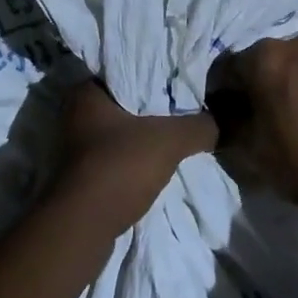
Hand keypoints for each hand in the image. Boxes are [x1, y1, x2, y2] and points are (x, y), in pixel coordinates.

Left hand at [57, 81, 216, 228]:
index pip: (126, 69)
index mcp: (86, 93)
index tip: (181, 76)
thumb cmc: (120, 166)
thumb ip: (199, 126)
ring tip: (179, 130)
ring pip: (121, 131)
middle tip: (187, 103)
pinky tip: (161, 160)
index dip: (155, 72)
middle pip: (125, 102)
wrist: (84, 228)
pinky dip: (137, 157)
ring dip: (145, 134)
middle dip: (153, 105)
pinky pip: (118, 155)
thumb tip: (221, 122)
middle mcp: (75, 115)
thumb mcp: (170, 140)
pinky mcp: (83, 175)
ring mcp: (76, 148)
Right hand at [206, 35, 297, 213]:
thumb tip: (218, 116)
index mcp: (264, 56)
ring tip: (280, 123)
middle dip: (246, 90)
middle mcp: (294, 44)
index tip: (218, 123)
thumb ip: (224, 126)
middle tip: (248, 123)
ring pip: (285, 68)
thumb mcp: (250, 149)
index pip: (223, 70)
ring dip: (275, 89)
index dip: (216, 98)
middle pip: (255, 64)